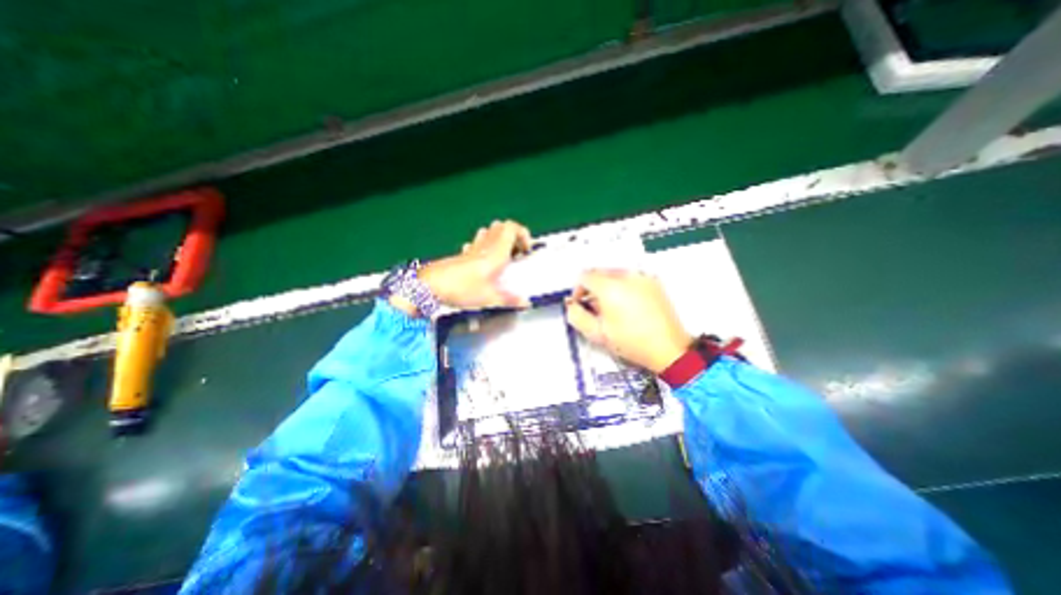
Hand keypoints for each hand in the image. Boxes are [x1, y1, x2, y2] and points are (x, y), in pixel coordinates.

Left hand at [390, 222, 534, 315]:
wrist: (430, 286)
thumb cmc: (463, 289)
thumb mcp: (489, 298)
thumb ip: (510, 300)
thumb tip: (527, 302)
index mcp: (496, 252)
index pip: (512, 228)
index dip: (523, 234)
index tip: (526, 251)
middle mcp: (485, 245)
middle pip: (501, 226)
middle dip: (513, 236)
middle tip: (517, 254)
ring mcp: (472, 248)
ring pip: (488, 232)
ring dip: (499, 240)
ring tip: (503, 257)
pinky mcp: (462, 254)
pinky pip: (476, 243)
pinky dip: (484, 246)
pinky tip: (484, 262)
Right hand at [562, 267, 698, 371]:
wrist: (668, 348)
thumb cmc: (632, 342)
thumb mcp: (597, 333)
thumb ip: (576, 316)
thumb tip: (572, 304)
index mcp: (610, 287)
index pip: (585, 276)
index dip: (578, 289)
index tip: (581, 303)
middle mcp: (626, 276)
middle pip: (600, 273)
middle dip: (592, 288)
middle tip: (595, 308)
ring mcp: (642, 277)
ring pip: (615, 274)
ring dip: (607, 287)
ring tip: (613, 309)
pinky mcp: (654, 282)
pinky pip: (631, 278)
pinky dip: (623, 287)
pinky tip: (628, 306)